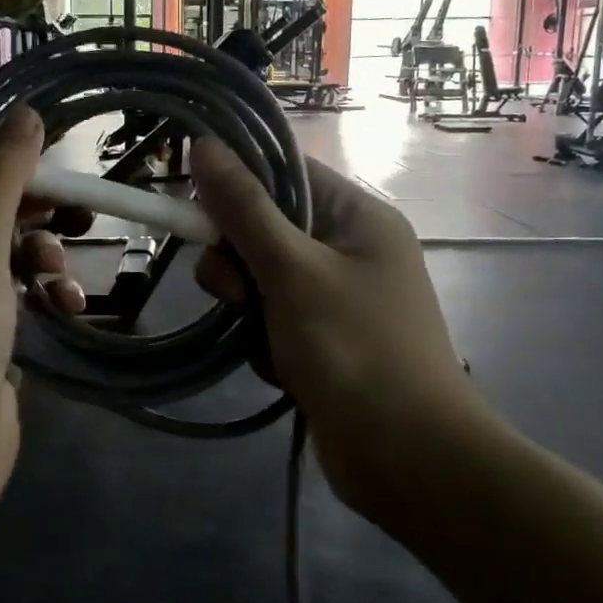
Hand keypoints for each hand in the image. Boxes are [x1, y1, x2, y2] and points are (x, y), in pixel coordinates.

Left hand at [0, 108, 78, 533]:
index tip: (38, 155)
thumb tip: (25, 115)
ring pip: (3, 261)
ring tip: (62, 275)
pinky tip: (68, 308)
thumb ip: (0, 181)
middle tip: (73, 205)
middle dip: (27, 211)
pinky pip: (16, 304)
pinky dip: (43, 299)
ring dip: (41, 257)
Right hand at [190, 139, 488, 523]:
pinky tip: (283, 371)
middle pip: (266, 229)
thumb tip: (203, 144)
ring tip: (265, 341)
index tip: (197, 207)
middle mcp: (351, 250)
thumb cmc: (354, 348)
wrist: (406, 458)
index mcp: (358, 217)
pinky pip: (273, 322)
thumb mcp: (292, 270)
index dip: (238, 184)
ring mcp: (338, 299)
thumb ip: (244, 208)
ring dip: (250, 309)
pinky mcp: (324, 342)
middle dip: (240, 263)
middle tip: (236, 293)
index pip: (286, 173)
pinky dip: (266, 343)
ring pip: (261, 280)